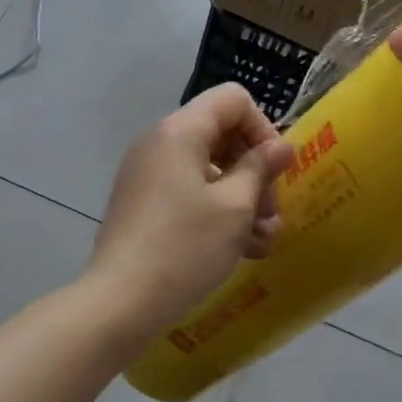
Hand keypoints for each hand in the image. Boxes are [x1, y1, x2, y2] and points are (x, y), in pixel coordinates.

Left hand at [88, 84, 296, 338]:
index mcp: (180, 131)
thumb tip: (281, 146)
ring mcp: (147, 174)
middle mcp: (159, 143)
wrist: (120, 302)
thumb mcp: (235, 207)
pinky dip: (216, 211)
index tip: (275, 170)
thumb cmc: (185, 247)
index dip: (263, 128)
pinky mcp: (143, 203)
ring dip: (241, 198)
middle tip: (271, 213)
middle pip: (221, 134)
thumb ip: (261, 168)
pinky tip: (241, 249)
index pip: (233, 100)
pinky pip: (188, 192)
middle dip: (254, 171)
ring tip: (263, 240)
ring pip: (208, 169)